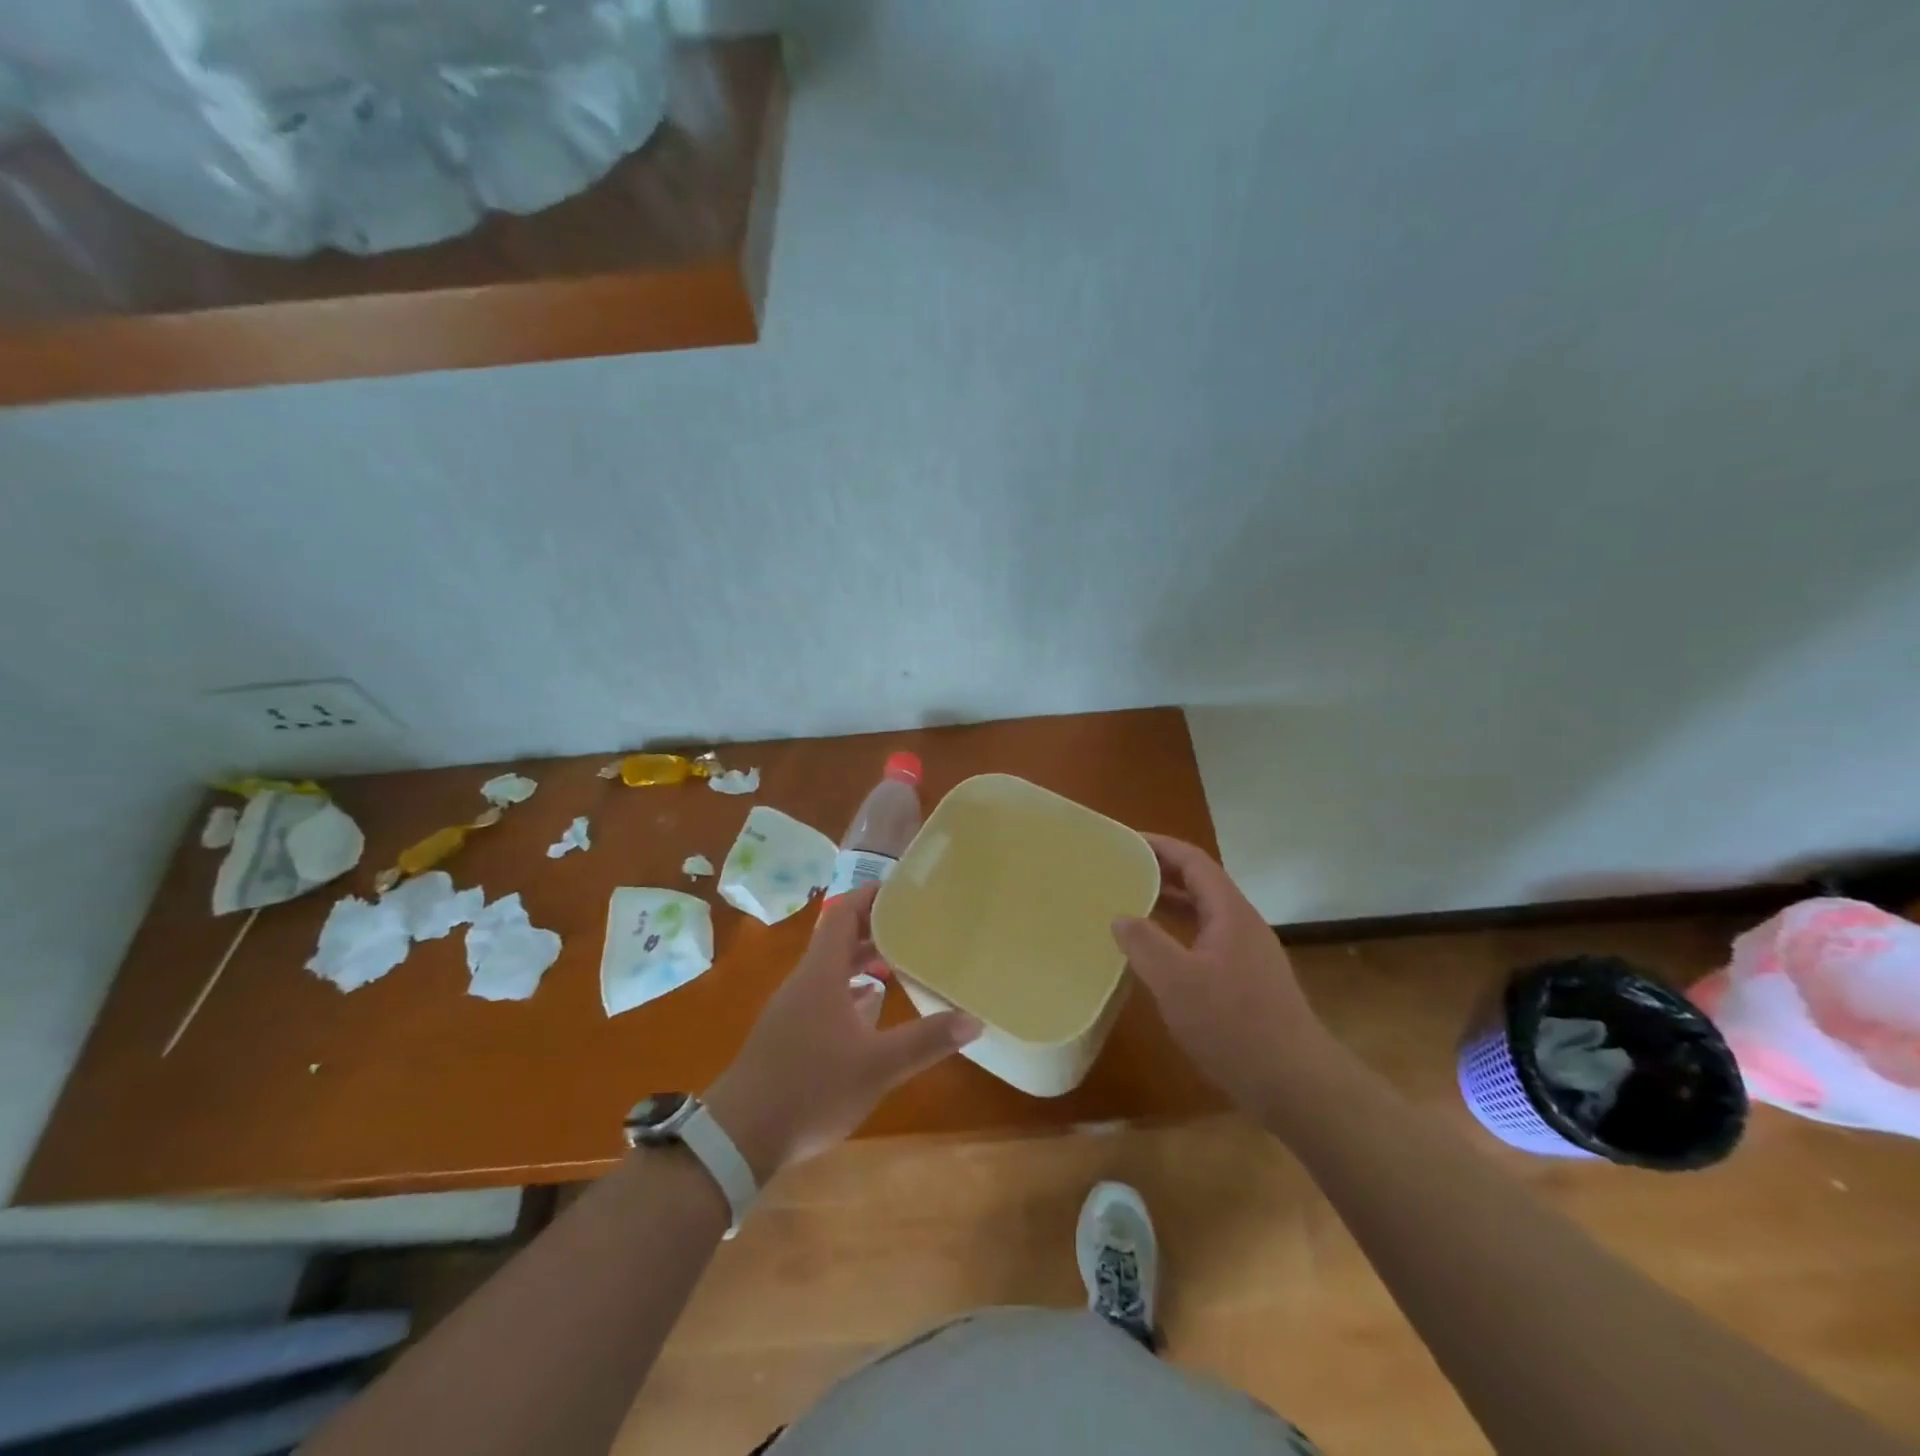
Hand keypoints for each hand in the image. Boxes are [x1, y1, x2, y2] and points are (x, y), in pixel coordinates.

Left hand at [704, 885, 980, 1181]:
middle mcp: (805, 981)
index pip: (844, 915)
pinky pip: (824, 994)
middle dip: (875, 927)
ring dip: (863, 959)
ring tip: (900, 959)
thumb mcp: (878, 1066)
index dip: (870, 896)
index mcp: (821, 973)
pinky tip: (871, 1007)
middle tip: (915, 924)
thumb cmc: (812, 1088)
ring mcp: (792, 1007)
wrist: (740, 1136)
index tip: (904, 889)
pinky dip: (850, 989)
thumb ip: (926, 1041)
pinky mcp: (788, 1033)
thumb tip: (974, 1019)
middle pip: (839, 939)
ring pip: (831, 968)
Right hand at [1111, 834, 1335, 1111]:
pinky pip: (1208, 941)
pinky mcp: (1250, 982)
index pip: (1194, 861)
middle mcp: (1243, 925)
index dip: (1160, 846)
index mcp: (1230, 913)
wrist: (1297, 1085)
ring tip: (1132, 905)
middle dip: (1162, 872)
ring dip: (1171, 904)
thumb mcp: (1177, 982)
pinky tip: (1160, 957)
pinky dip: (1180, 934)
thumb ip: (1145, 944)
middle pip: (1201, 884)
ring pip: (1205, 915)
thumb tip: (1121, 917)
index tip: (1125, 841)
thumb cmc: (1234, 1025)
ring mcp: (1250, 955)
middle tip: (1121, 870)